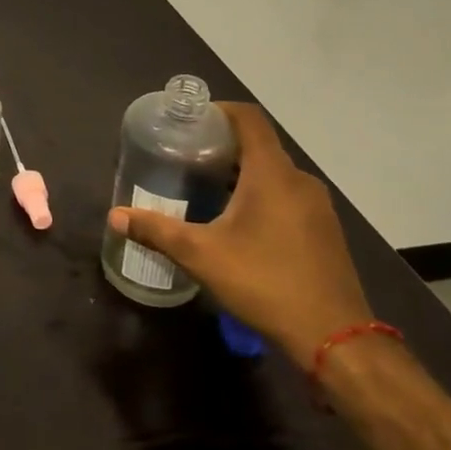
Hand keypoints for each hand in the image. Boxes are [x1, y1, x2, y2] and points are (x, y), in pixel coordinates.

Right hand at [108, 102, 371, 370]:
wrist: (335, 339)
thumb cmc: (265, 283)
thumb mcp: (200, 255)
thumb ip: (155, 230)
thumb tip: (115, 216)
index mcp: (272, 174)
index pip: (248, 119)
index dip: (218, 110)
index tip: (188, 120)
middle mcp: (299, 181)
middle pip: (258, 145)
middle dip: (220, 145)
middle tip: (183, 157)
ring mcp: (317, 207)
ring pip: (273, 172)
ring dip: (240, 172)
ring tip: (203, 187)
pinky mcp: (323, 231)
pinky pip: (286, 195)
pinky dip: (259, 194)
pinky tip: (236, 221)